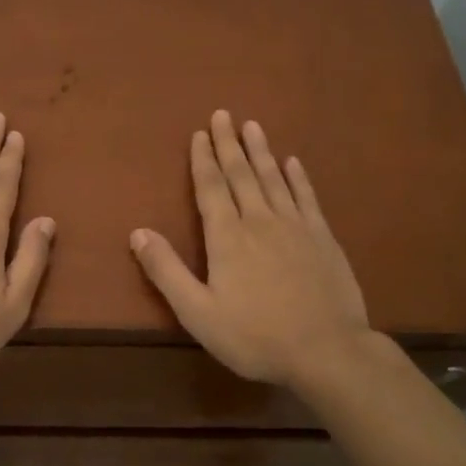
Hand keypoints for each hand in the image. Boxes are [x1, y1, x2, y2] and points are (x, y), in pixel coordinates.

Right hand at [130, 111, 372, 386]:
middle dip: (229, 144)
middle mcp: (259, 221)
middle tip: (223, 114)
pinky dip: (298, 177)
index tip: (200, 133)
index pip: (211, 188)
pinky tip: (293, 163)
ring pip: (273, 178)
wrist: (327, 351)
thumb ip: (167, 271)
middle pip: (241, 174)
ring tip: (252, 126)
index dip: (203, 159)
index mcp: (227, 237)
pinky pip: (306, 197)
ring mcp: (295, 226)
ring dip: (260, 151)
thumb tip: (137, 232)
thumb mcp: (198, 313)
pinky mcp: (323, 237)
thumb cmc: (256, 336)